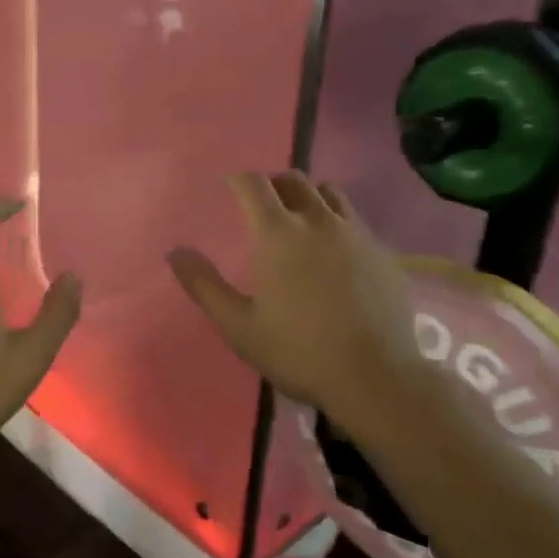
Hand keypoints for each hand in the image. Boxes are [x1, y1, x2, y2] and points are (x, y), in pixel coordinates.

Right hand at [169, 173, 423, 438]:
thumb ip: (204, 285)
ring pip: (330, 193)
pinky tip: (334, 251)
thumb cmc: (298, 351)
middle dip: (273, 183)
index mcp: (278, 234)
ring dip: (308, 196)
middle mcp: (319, 221)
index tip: (228, 186)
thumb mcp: (238, 326)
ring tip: (299, 218)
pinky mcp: (383, 252)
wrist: (375, 377)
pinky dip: (337, 222)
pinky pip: (355, 221)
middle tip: (261, 203)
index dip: (238, 180)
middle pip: (294, 180)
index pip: (254, 185)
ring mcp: (356, 234)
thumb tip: (175, 252)